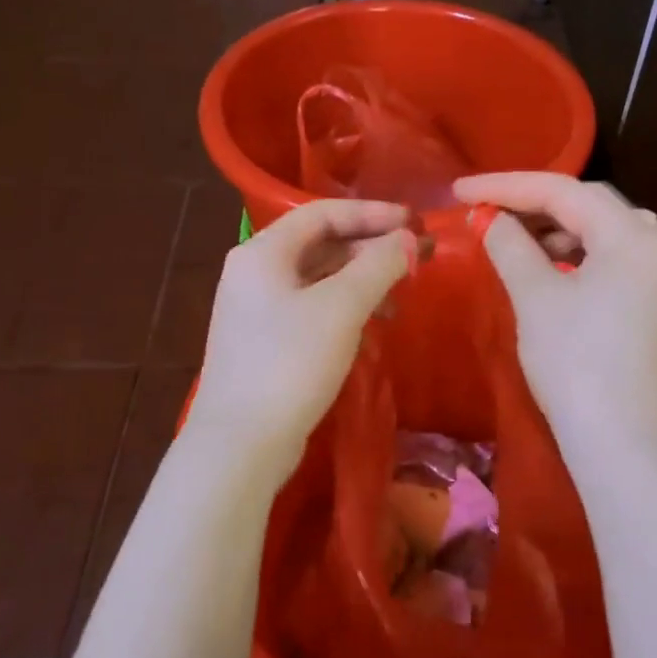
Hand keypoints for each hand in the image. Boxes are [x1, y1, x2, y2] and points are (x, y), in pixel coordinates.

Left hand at [184, 198, 414, 487]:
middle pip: (320, 243)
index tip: (413, 224)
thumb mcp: (340, 308)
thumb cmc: (289, 363)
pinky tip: (373, 325)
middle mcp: (254, 272)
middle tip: (416, 257)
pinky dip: (345, 307)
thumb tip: (408, 239)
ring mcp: (256, 309)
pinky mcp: (265, 341)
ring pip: (318, 278)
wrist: (241, 444)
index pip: (321, 213)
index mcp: (262, 252)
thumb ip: (378, 266)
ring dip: (361, 279)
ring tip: (400, 295)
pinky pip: (311, 307)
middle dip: (370, 247)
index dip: (371, 213)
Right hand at [454, 172, 656, 471]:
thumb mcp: (536, 298)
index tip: (459, 189)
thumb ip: (510, 246)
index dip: (506, 185)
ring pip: (603, 235)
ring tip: (514, 240)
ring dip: (556, 230)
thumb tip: (491, 220)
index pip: (563, 191)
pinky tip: (551, 272)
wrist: (629, 450)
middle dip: (534, 204)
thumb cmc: (578, 364)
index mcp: (633, 236)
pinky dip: (577, 258)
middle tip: (487, 210)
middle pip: (589, 206)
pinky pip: (613, 264)